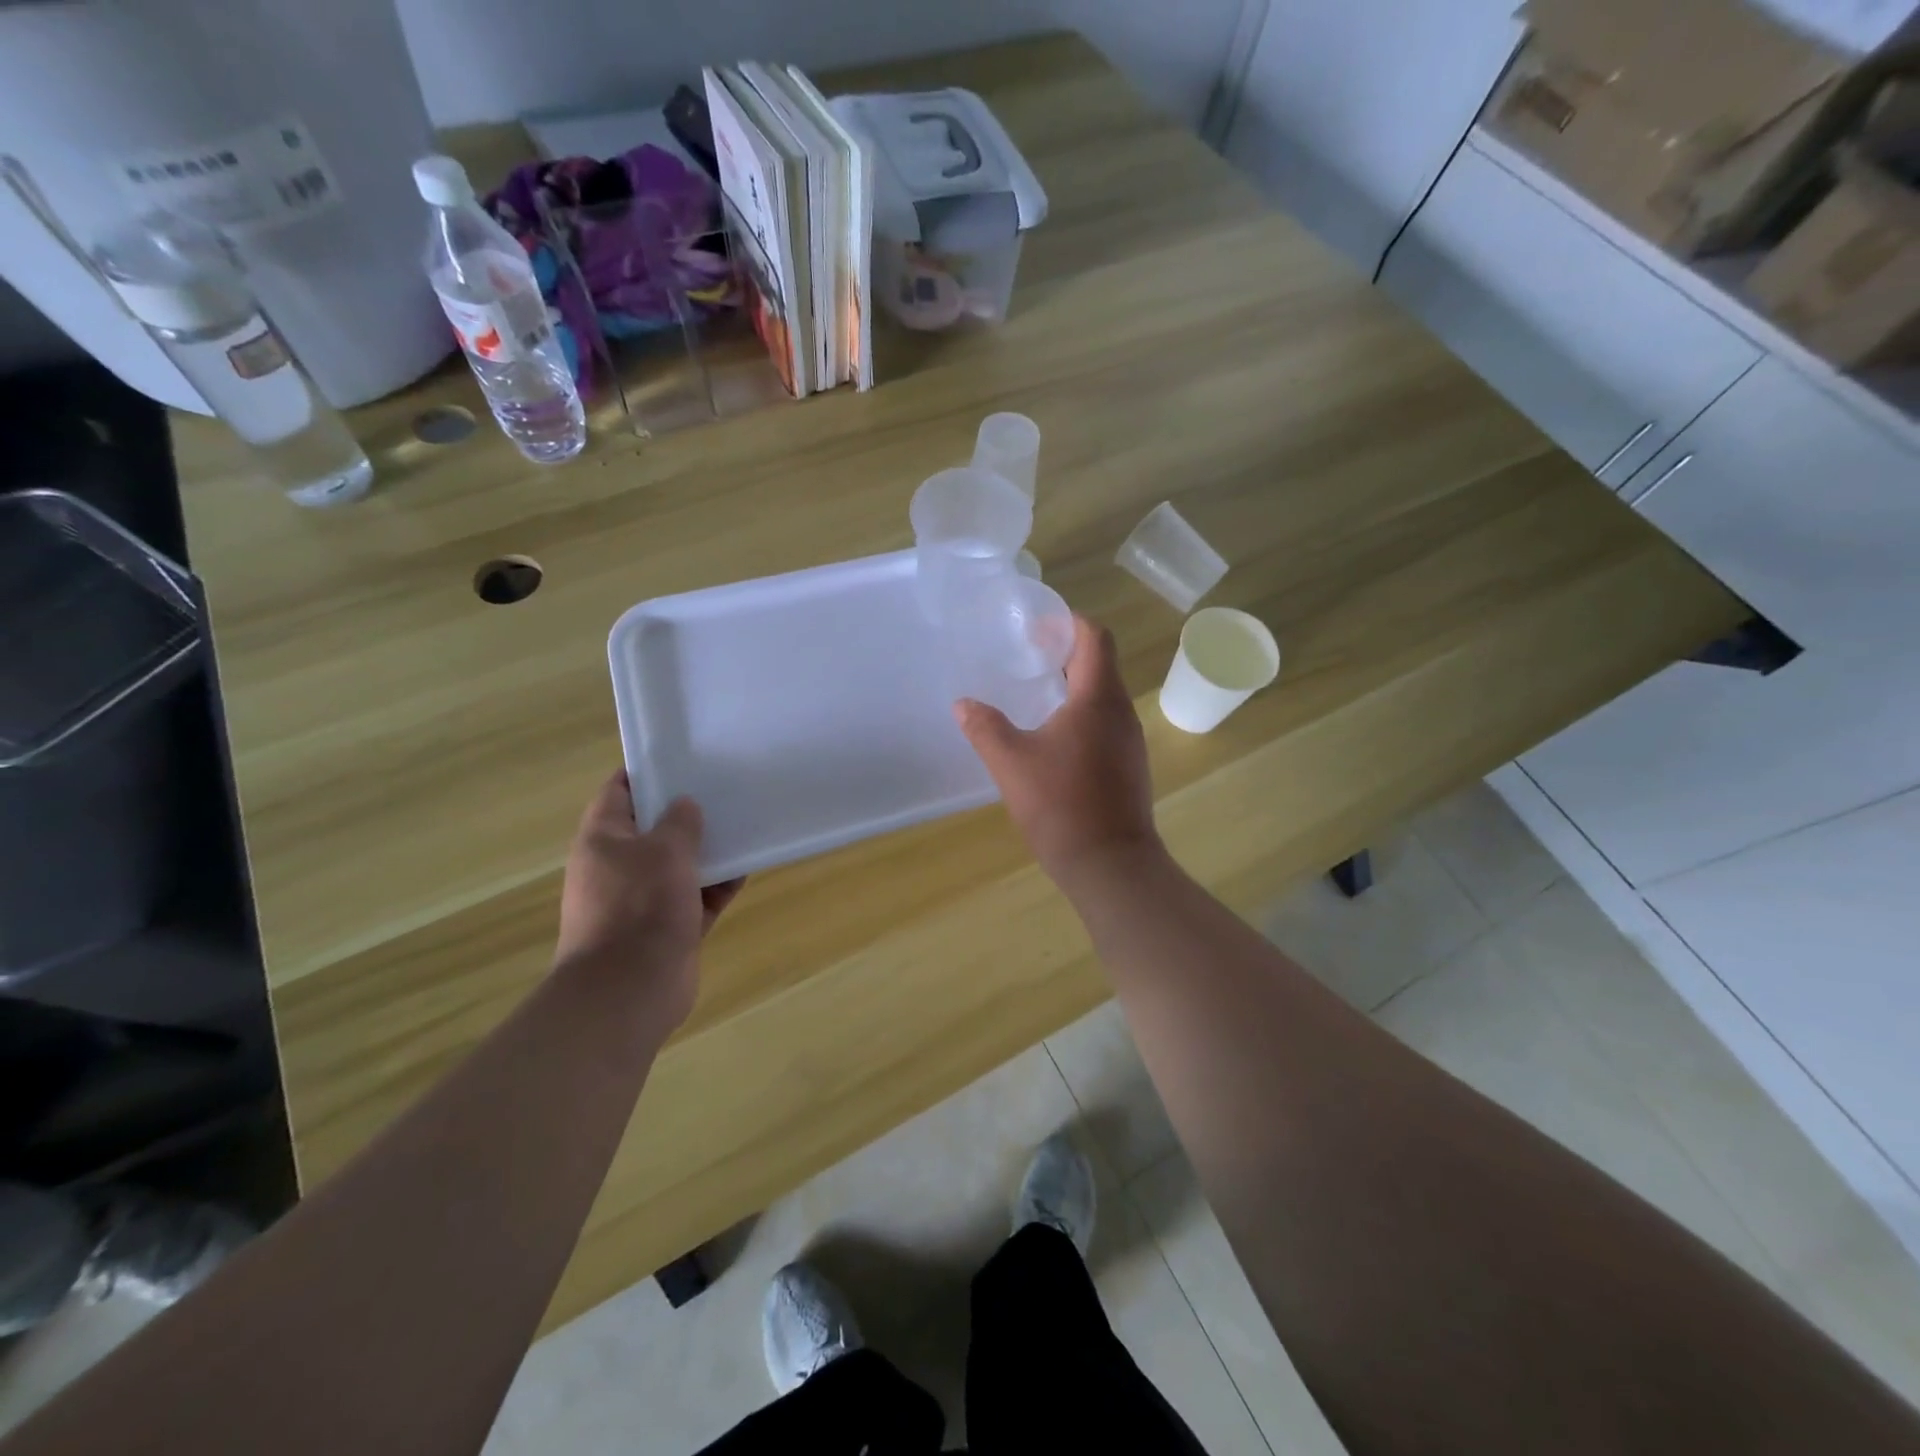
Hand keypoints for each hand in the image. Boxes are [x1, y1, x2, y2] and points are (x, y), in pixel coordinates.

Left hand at [554, 771, 743, 1033]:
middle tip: (724, 788)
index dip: (647, 771)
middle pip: (654, 828)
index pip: (619, 791)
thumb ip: (680, 821)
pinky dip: (718, 885)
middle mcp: (619, 866)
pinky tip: (747, 868)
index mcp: (604, 839)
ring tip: (744, 824)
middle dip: (687, 811)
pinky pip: (697, 897)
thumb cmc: (639, 907)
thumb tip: (686, 804)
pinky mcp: (667, 928)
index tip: (683, 757)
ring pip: (679, 864)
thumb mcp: (664, 850)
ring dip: (708, 850)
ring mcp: (643, 899)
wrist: (629, 991)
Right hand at [955, 615, 1161, 886]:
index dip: (1069, 624)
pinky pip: (1106, 723)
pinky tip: (1053, 737)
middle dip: (1066, 653)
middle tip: (1028, 656)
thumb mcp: (1011, 763)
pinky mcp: (1129, 766)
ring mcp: (1130, 741)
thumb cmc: (1061, 805)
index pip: (1095, 638)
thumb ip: (985, 728)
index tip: (1037, 627)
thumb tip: (963, 704)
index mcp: (1098, 699)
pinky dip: (1081, 715)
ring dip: (1074, 685)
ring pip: (1104, 696)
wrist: (1110, 865)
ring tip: (1036, 693)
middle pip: (1100, 664)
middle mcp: (1121, 712)